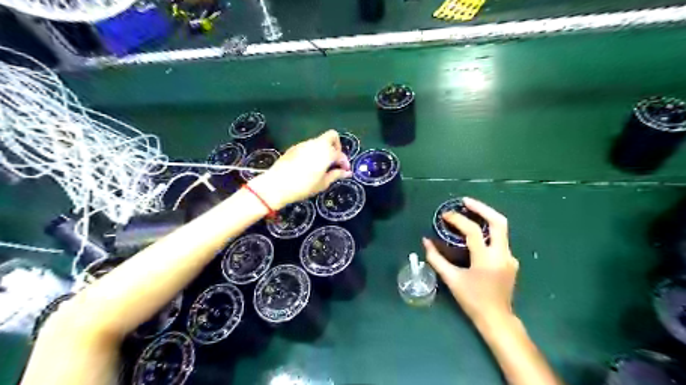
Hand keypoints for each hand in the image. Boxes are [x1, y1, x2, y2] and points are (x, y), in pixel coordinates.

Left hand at [248, 130, 352, 209]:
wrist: (277, 184)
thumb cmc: (303, 186)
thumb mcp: (323, 183)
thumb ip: (336, 175)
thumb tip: (346, 172)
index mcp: (326, 153)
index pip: (340, 153)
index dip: (345, 162)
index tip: (345, 171)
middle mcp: (316, 144)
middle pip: (332, 136)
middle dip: (337, 146)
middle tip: (335, 160)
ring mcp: (304, 144)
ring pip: (319, 141)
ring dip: (325, 149)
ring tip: (322, 165)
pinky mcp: (295, 147)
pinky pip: (309, 146)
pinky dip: (314, 152)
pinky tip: (310, 165)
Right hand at [424, 197, 520, 325]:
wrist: (496, 318)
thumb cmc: (472, 300)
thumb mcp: (451, 279)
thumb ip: (436, 259)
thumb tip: (425, 241)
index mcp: (486, 259)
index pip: (473, 231)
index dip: (458, 220)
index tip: (445, 215)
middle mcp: (502, 254)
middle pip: (498, 221)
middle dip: (482, 208)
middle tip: (465, 202)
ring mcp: (510, 257)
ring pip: (502, 228)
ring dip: (486, 216)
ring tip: (470, 211)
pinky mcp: (511, 261)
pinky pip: (500, 239)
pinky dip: (488, 230)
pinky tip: (477, 232)